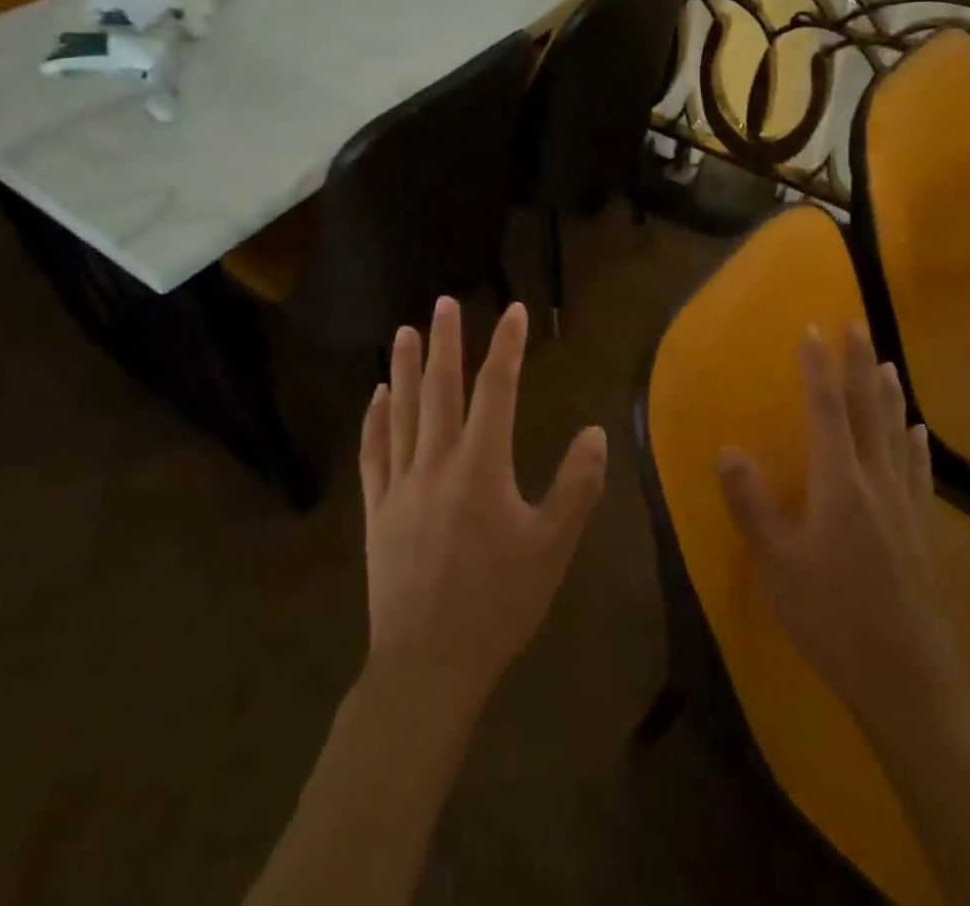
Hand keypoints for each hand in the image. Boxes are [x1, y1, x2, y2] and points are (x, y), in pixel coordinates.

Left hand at [359, 297, 607, 715]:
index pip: (497, 390)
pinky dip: (375, 419)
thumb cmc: (498, 604)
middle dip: (445, 342)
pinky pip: (374, 452)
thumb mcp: (553, 547)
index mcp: (481, 467)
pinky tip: (376, 396)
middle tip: (445, 302)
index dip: (507, 346)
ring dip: (404, 368)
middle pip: (439, 389)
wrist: (427, 666)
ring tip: (405, 331)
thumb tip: (595, 431)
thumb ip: (577, 486)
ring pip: (401, 412)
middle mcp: (436, 462)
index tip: (515, 310)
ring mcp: (400, 484)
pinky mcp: (376, 510)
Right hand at [716, 325, 967, 728]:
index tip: (814, 329)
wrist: (908, 679)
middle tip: (858, 325)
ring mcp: (905, 505)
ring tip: (888, 363)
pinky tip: (919, 434)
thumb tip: (727, 448)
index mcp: (839, 484)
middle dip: (861, 364)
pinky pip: (918, 471)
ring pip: (898, 434)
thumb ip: (752, 505)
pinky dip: (915, 444)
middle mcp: (876, 482)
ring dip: (891, 395)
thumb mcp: (778, 565)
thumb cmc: (833, 619)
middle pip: (869, 410)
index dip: (818, 368)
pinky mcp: (922, 529)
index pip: (827, 411)